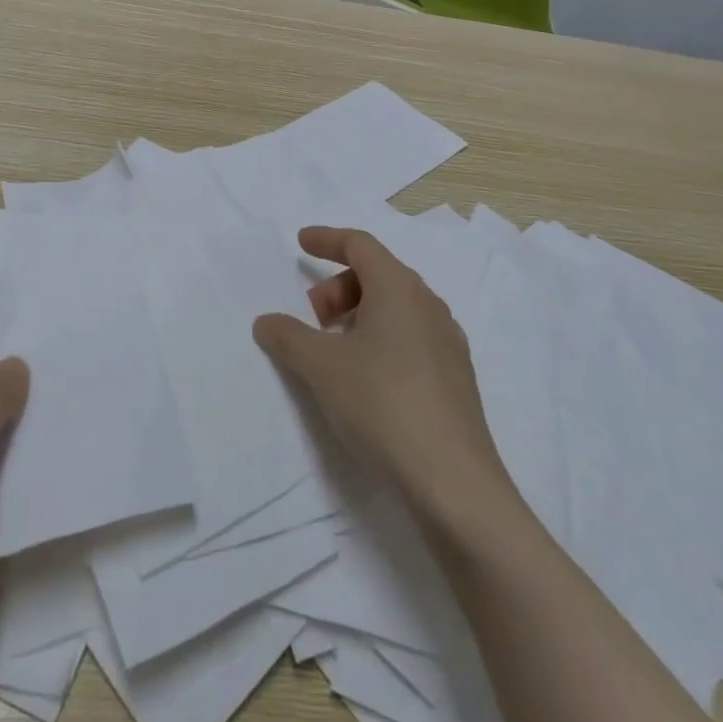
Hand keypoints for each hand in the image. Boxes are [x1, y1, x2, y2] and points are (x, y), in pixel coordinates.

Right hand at [252, 226, 511, 528]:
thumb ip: (288, 337)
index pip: (360, 244)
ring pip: (395, 308)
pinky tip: (366, 379)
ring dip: (358, 316)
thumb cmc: (382, 403)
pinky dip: (380, 340)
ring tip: (333, 351)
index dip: (327, 239)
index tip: (301, 243)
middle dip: (337, 288)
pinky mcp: (455, 377)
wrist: (453, 482)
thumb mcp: (321, 367)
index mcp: (399, 288)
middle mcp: (428, 305)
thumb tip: (266, 321)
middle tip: (311, 320)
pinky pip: (410, 337)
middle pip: (377, 275)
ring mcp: (447, 342)